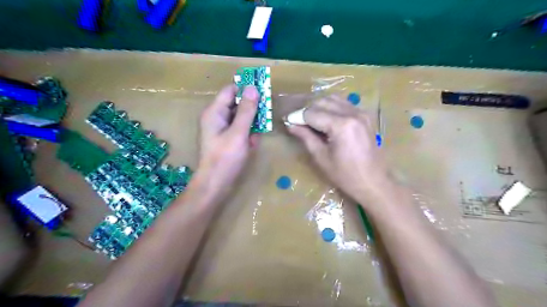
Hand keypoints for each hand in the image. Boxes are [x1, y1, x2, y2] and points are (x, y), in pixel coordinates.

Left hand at [191, 85, 260, 200]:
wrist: (215, 184)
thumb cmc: (225, 158)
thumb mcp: (238, 133)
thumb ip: (246, 110)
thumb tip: (253, 88)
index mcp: (215, 112)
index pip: (231, 90)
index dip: (246, 89)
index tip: (263, 92)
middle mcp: (217, 117)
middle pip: (236, 103)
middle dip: (252, 109)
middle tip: (265, 115)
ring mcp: (221, 129)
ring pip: (240, 118)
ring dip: (252, 124)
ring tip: (256, 134)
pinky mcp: (226, 139)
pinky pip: (240, 130)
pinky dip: (248, 134)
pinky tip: (251, 143)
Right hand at [287, 96, 387, 206]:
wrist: (373, 182)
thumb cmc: (345, 175)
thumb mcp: (321, 157)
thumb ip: (306, 137)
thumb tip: (290, 125)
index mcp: (341, 125)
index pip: (312, 113)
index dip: (297, 117)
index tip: (287, 121)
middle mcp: (352, 113)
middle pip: (322, 102)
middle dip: (307, 110)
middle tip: (297, 122)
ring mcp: (361, 113)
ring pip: (333, 99)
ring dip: (319, 107)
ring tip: (310, 120)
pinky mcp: (365, 116)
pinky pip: (344, 104)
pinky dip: (331, 108)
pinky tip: (326, 120)